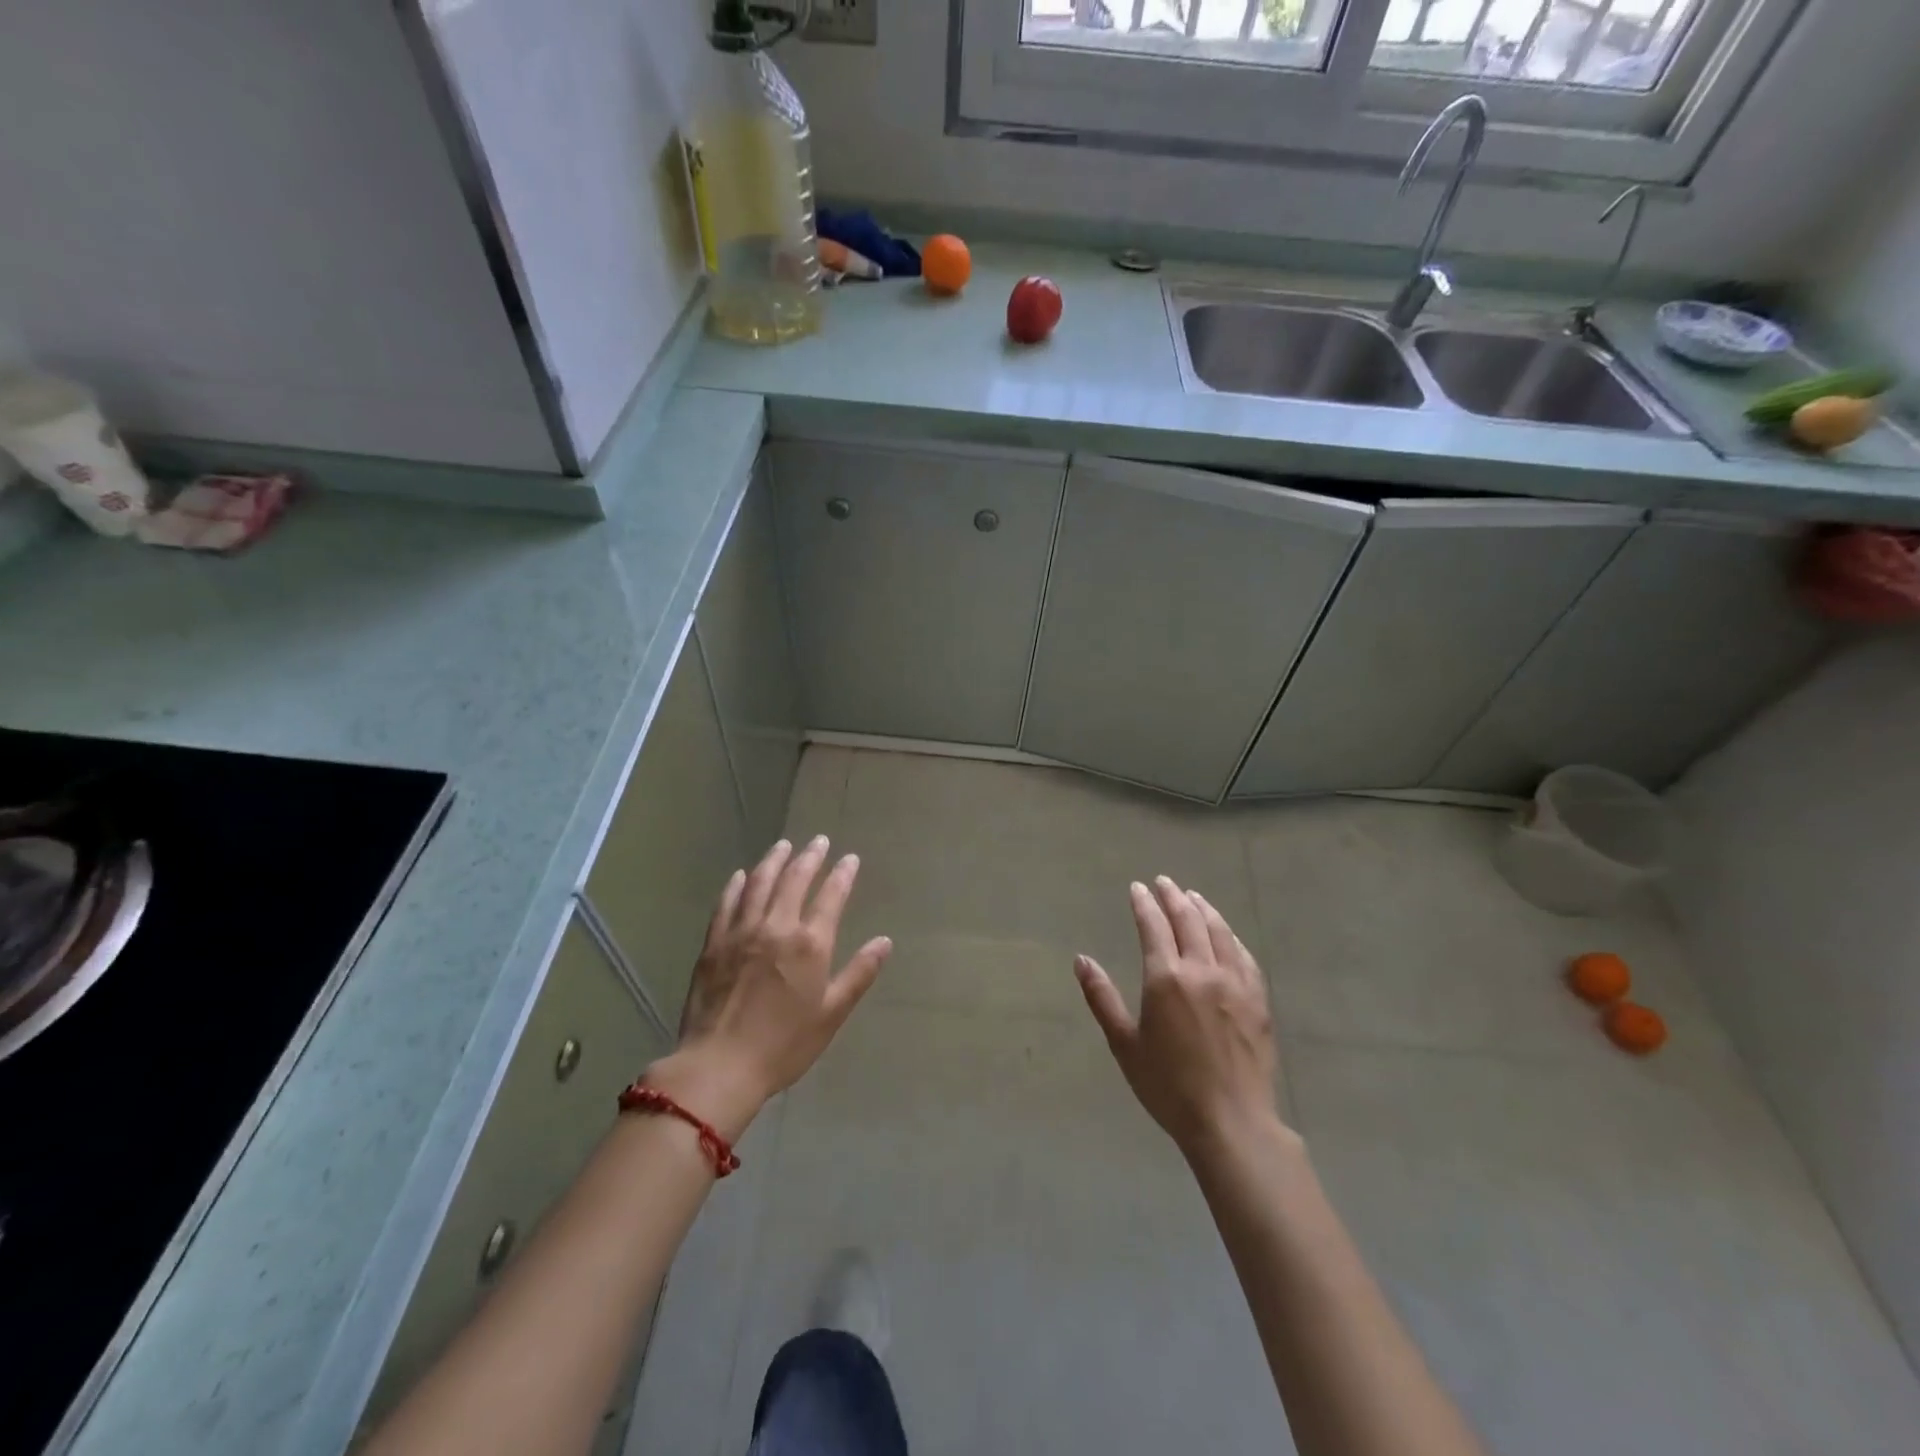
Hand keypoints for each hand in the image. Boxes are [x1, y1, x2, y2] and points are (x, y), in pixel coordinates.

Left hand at [649, 837, 890, 1138]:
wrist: (720, 1066)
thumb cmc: (784, 1045)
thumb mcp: (832, 1014)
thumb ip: (859, 973)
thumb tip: (884, 942)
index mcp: (810, 944)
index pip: (831, 897)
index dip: (842, 875)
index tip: (849, 858)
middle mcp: (776, 927)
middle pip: (794, 880)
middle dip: (809, 857)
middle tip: (818, 841)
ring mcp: (741, 932)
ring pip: (759, 884)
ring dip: (774, 861)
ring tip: (783, 845)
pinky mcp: (714, 944)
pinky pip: (726, 904)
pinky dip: (736, 886)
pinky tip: (741, 876)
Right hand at [1075, 877, 1285, 1157]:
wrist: (1231, 1121)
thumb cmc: (1168, 1086)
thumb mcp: (1124, 1044)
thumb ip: (1102, 997)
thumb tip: (1081, 960)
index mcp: (1166, 978)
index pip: (1153, 926)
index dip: (1144, 904)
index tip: (1138, 888)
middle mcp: (1202, 970)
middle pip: (1188, 920)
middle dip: (1173, 897)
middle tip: (1164, 883)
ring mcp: (1235, 983)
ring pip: (1219, 932)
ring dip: (1204, 909)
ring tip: (1193, 897)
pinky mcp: (1258, 1000)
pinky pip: (1245, 957)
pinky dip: (1231, 937)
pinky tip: (1226, 935)